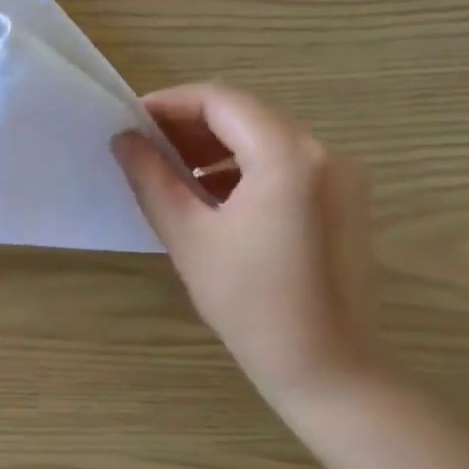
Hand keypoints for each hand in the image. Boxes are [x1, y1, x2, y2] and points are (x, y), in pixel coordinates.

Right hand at [113, 84, 385, 406]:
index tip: (129, 122)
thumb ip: (152, 178)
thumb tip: (124, 139)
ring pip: (266, 137)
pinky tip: (212, 195)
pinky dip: (245, 167)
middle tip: (144, 147)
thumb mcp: (189, 236)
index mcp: (287, 155)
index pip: (220, 100)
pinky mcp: (344, 200)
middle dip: (190, 124)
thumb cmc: (250, 303)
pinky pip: (286, 163)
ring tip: (171, 173)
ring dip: (216, 146)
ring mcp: (340, 175)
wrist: (327, 368)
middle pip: (246, 114)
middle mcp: (323, 151)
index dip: (169, 104)